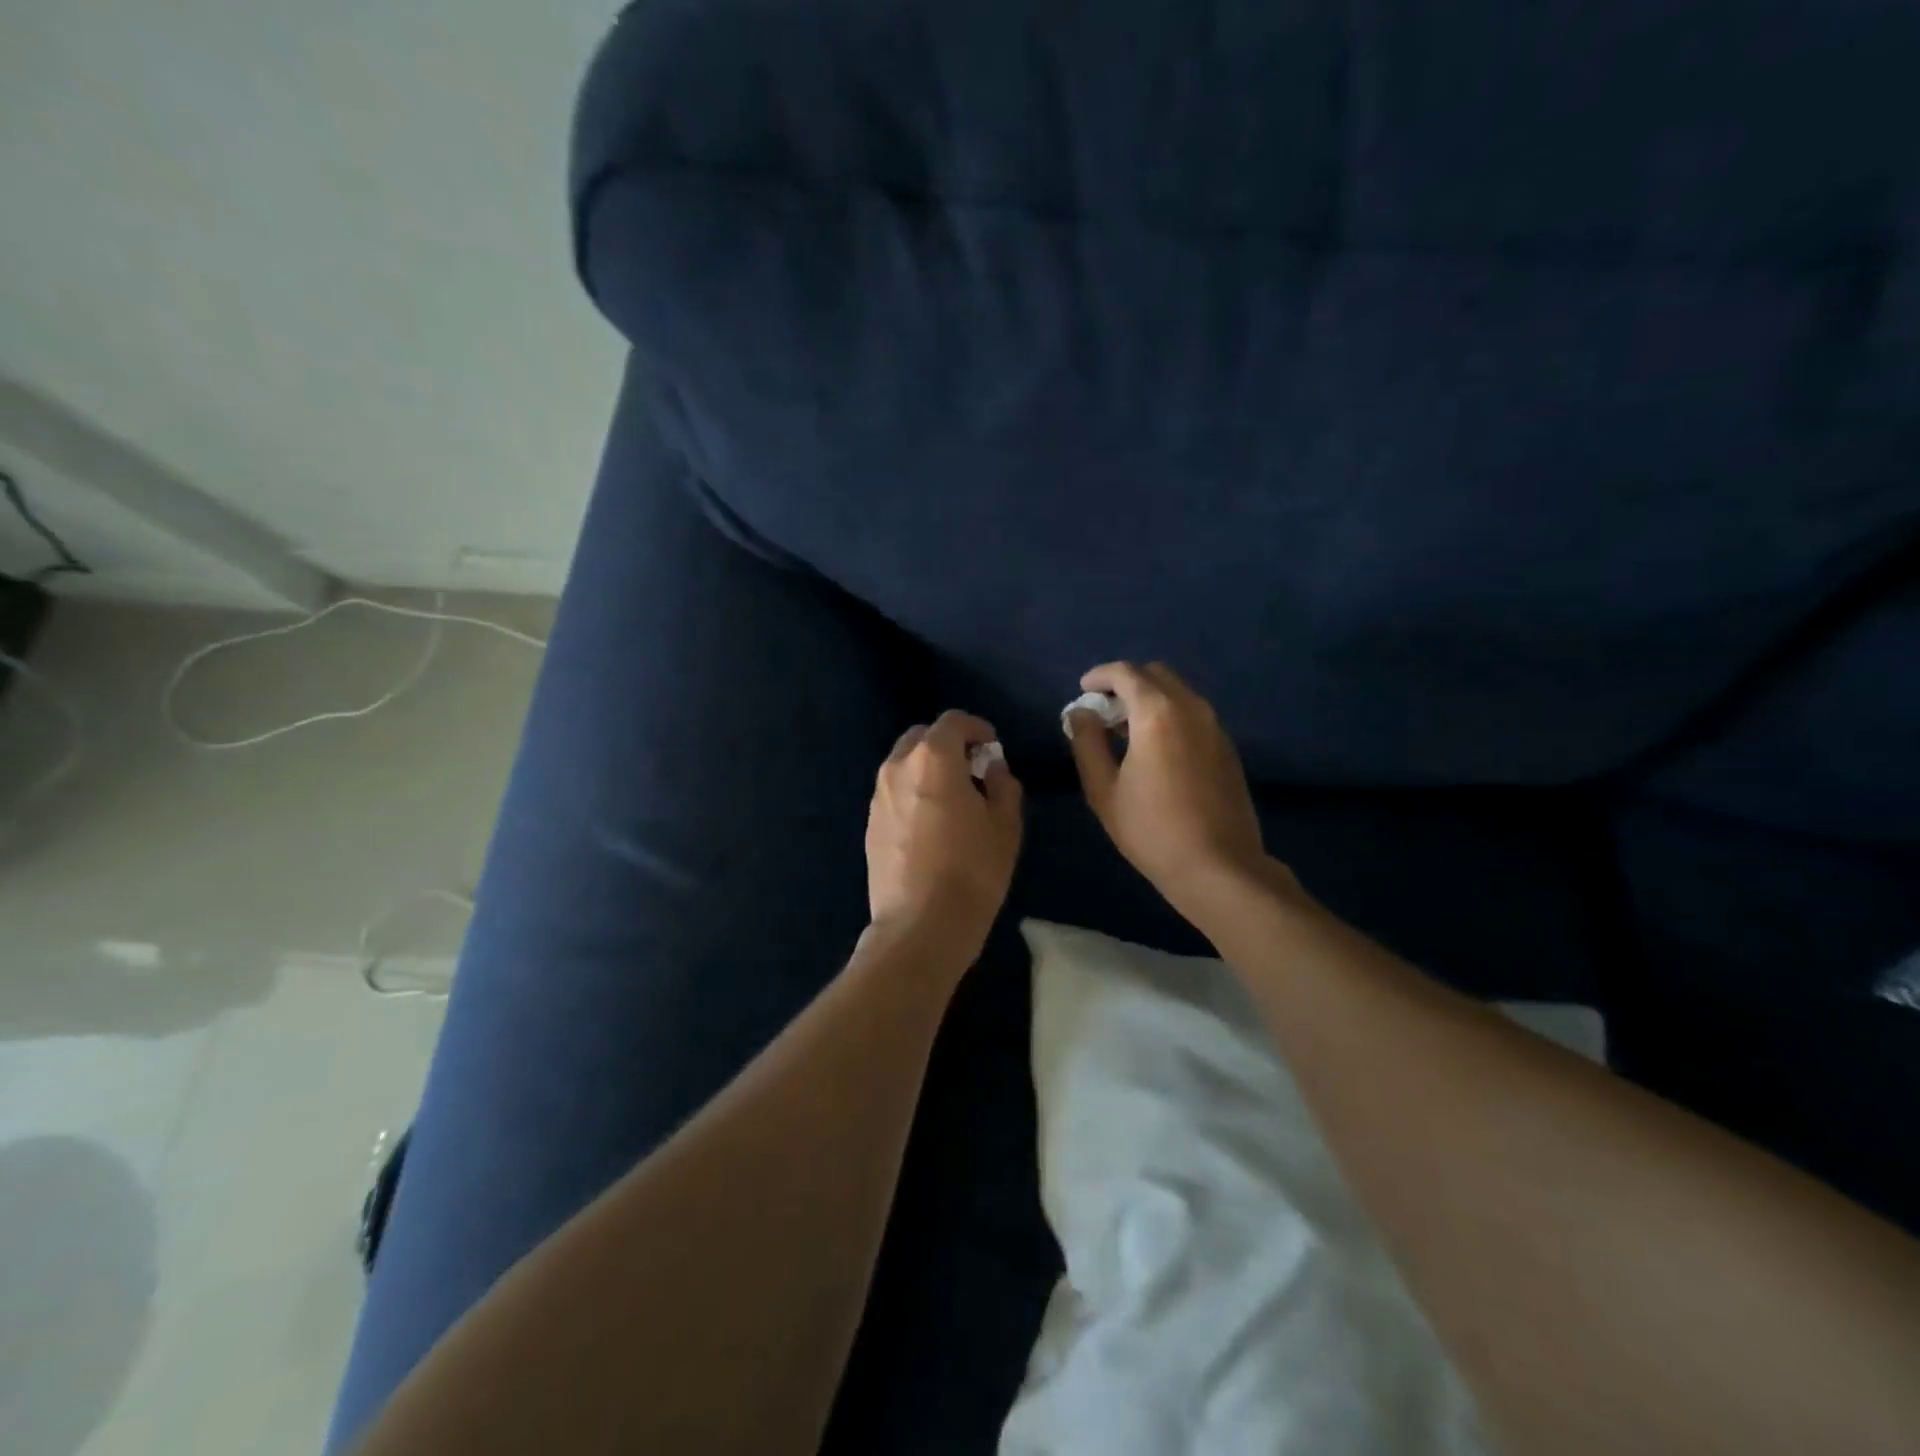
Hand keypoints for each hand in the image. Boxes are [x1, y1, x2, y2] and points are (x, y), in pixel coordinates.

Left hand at [866, 710, 1022, 957]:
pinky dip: (913, 793)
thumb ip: (1003, 785)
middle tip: (972, 770)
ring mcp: (878, 797)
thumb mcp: (1006, 826)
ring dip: (928, 769)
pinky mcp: (870, 824)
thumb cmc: (972, 871)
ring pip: (903, 764)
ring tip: (952, 799)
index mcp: (933, 759)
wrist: (920, 925)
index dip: (977, 728)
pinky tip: (931, 825)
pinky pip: (894, 793)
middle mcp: (898, 768)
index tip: (992, 748)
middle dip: (948, 745)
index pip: (953, 721)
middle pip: (922, 737)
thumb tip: (992, 768)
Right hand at [1067, 662, 1291, 920]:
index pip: (1126, 673)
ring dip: (1149, 700)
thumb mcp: (1104, 790)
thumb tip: (1080, 713)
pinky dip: (1169, 716)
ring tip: (1125, 733)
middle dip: (1126, 684)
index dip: (1100, 676)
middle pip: (1156, 675)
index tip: (1083, 690)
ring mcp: (1215, 727)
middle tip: (1103, 712)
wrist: (1219, 867)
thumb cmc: (1151, 830)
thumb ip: (1087, 743)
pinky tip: (1155, 751)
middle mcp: (1191, 708)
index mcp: (1157, 713)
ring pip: (1178, 693)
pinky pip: (1193, 714)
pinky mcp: (1227, 748)